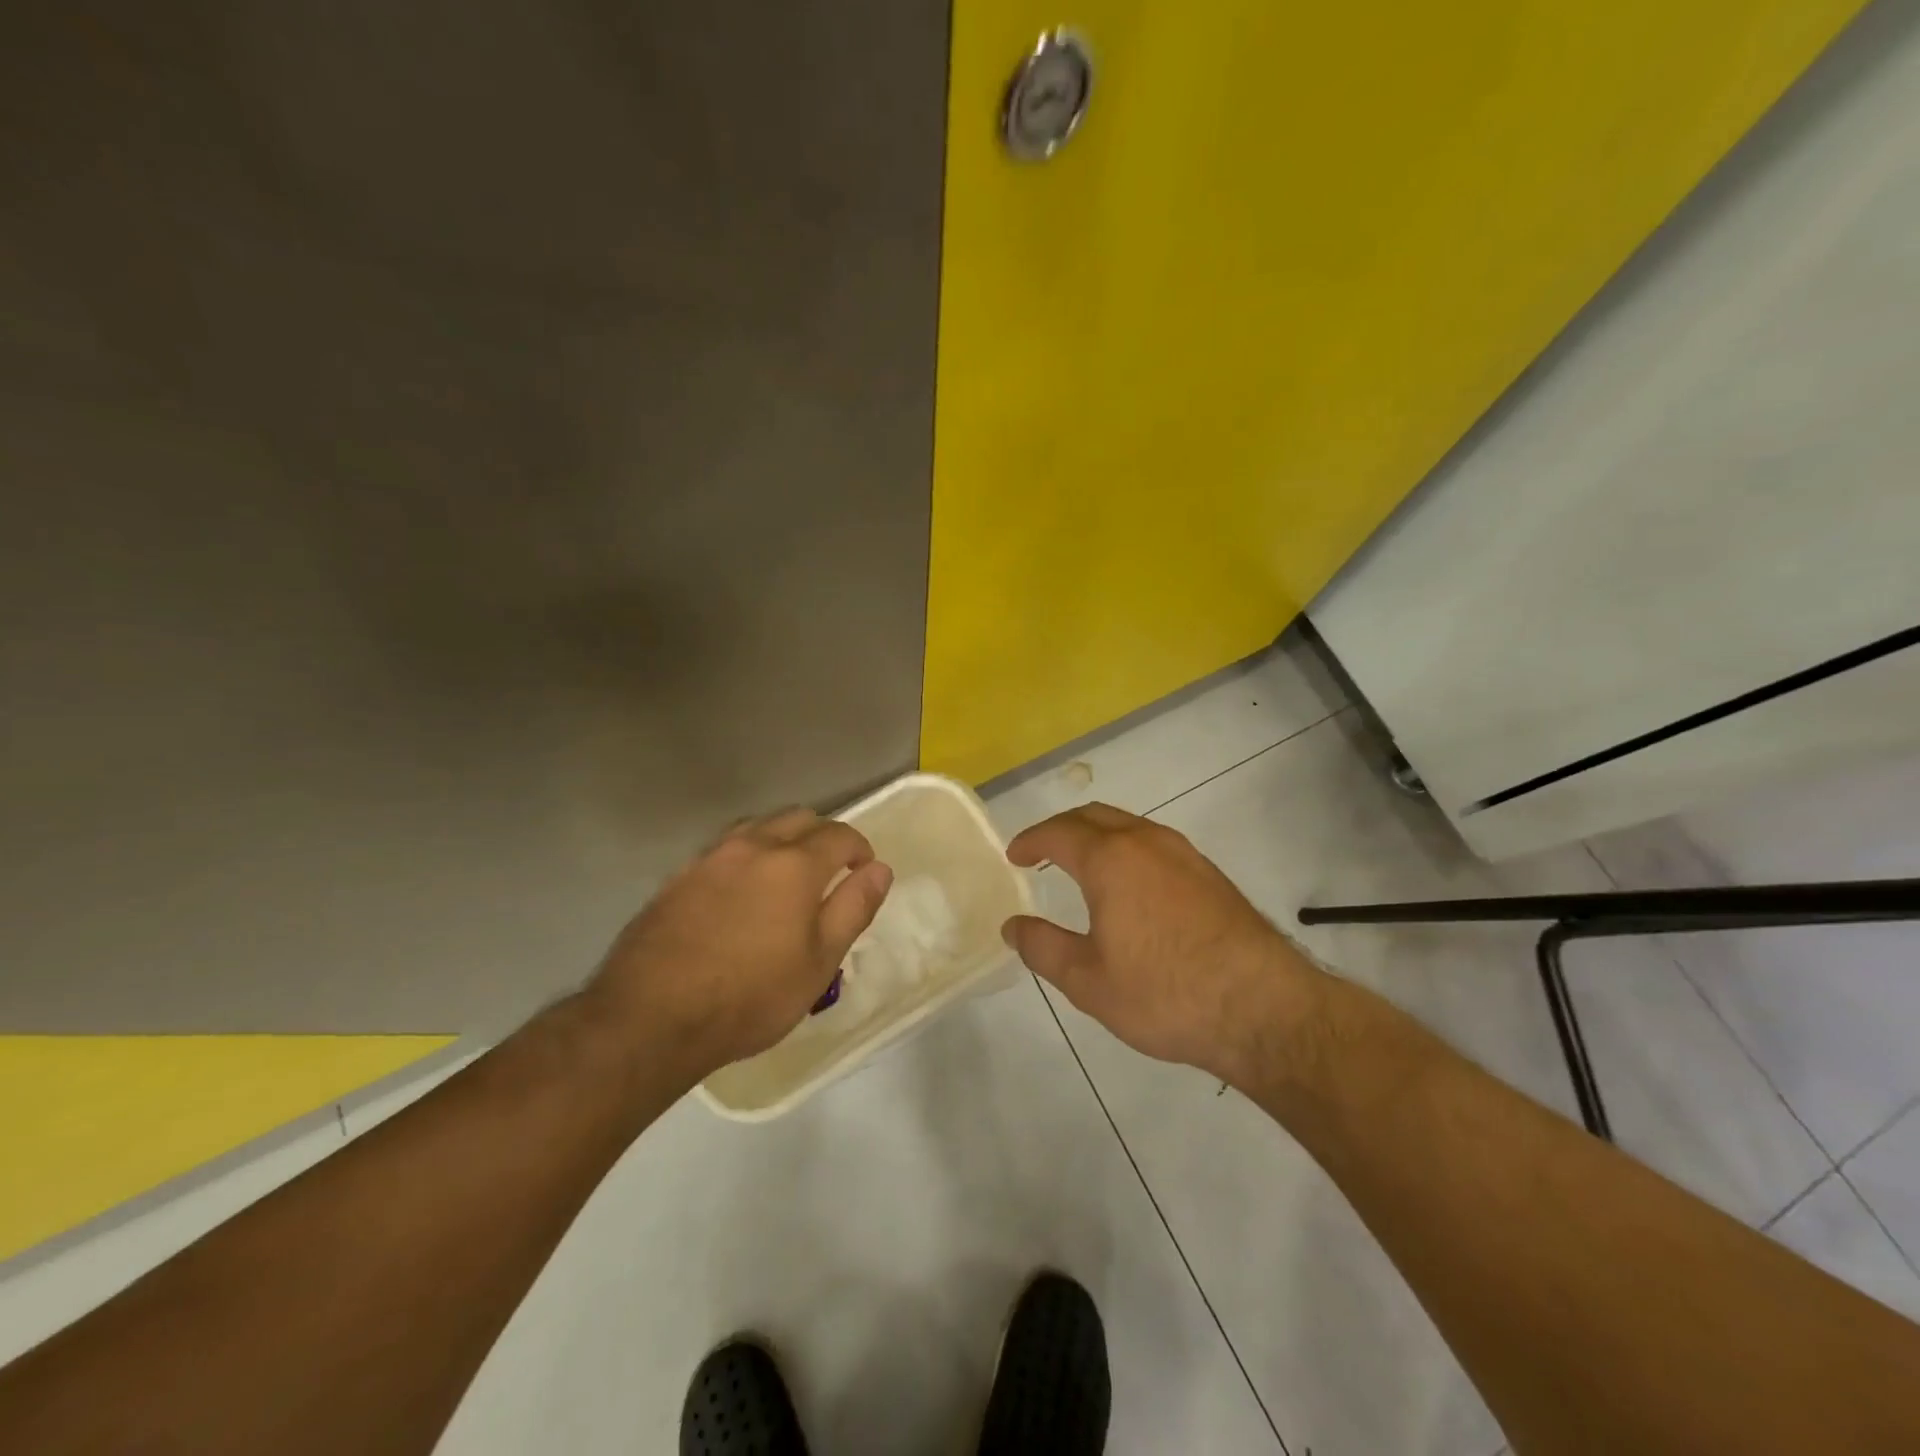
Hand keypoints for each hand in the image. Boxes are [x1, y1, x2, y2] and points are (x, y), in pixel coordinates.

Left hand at [588, 808, 892, 1076]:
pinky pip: (724, 847)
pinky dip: (746, 854)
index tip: (863, 872)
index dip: (860, 849)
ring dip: (782, 838)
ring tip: (785, 876)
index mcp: (795, 864)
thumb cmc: (750, 996)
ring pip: (758, 825)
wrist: (650, 1016)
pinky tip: (740, 891)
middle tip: (829, 872)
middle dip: (823, 836)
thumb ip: (853, 908)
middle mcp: (753, 846)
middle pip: (798, 817)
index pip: (840, 835)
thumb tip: (880, 869)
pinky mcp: (678, 876)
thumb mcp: (819, 962)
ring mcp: (710, 857)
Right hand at [1003, 804, 1325, 1087]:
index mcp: (1111, 859)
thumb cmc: (1164, 993)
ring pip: (1129, 826)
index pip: (1058, 832)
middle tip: (1042, 852)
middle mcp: (1147, 842)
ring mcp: (1184, 854)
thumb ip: (1042, 947)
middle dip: (1062, 829)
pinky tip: (1130, 886)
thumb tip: (1013, 925)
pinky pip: (1155, 844)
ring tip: (1081, 865)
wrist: (1263, 1008)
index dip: (1031, 840)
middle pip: (1094, 816)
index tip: (1014, 855)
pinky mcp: (1210, 874)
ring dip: (1097, 835)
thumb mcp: (1087, 980)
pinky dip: (1127, 849)